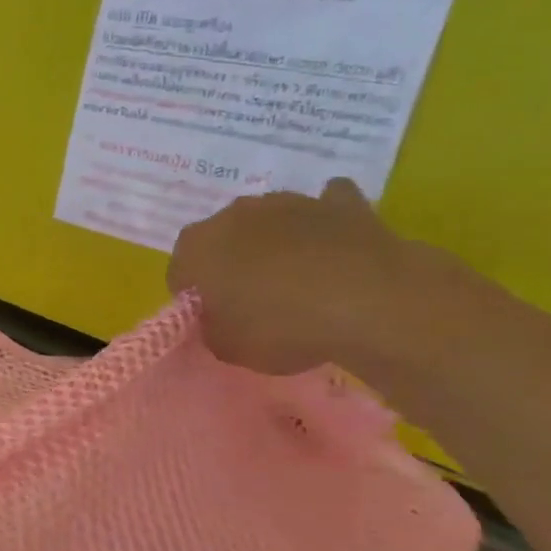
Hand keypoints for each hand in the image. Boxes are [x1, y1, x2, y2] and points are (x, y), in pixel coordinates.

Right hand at [169, 179, 451, 374]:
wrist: (371, 301)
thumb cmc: (280, 326)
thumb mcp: (228, 348)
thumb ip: (212, 329)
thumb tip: (218, 319)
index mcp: (196, 246)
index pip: (179, 271)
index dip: (193, 297)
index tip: (213, 320)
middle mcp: (235, 214)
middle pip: (222, 239)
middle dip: (230, 264)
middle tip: (251, 302)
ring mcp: (290, 202)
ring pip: (270, 222)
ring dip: (275, 245)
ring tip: (298, 283)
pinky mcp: (342, 203)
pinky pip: (326, 208)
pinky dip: (325, 225)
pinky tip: (334, 247)